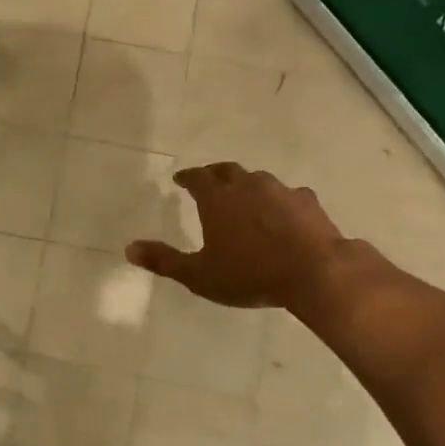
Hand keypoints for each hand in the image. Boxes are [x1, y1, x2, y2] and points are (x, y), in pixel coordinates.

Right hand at [127, 162, 349, 313]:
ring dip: (247, 185)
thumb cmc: (250, 273)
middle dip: (214, 174)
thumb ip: (164, 260)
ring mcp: (280, 190)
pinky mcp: (307, 202)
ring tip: (244, 198)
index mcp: (217, 198)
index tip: (180, 180)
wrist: (315, 272)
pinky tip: (283, 214)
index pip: (196, 177)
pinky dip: (279, 201)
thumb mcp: (199, 275)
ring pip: (258, 180)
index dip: (187, 177)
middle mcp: (247, 185)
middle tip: (208, 182)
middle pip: (227, 170)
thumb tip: (129, 248)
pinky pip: (288, 195)